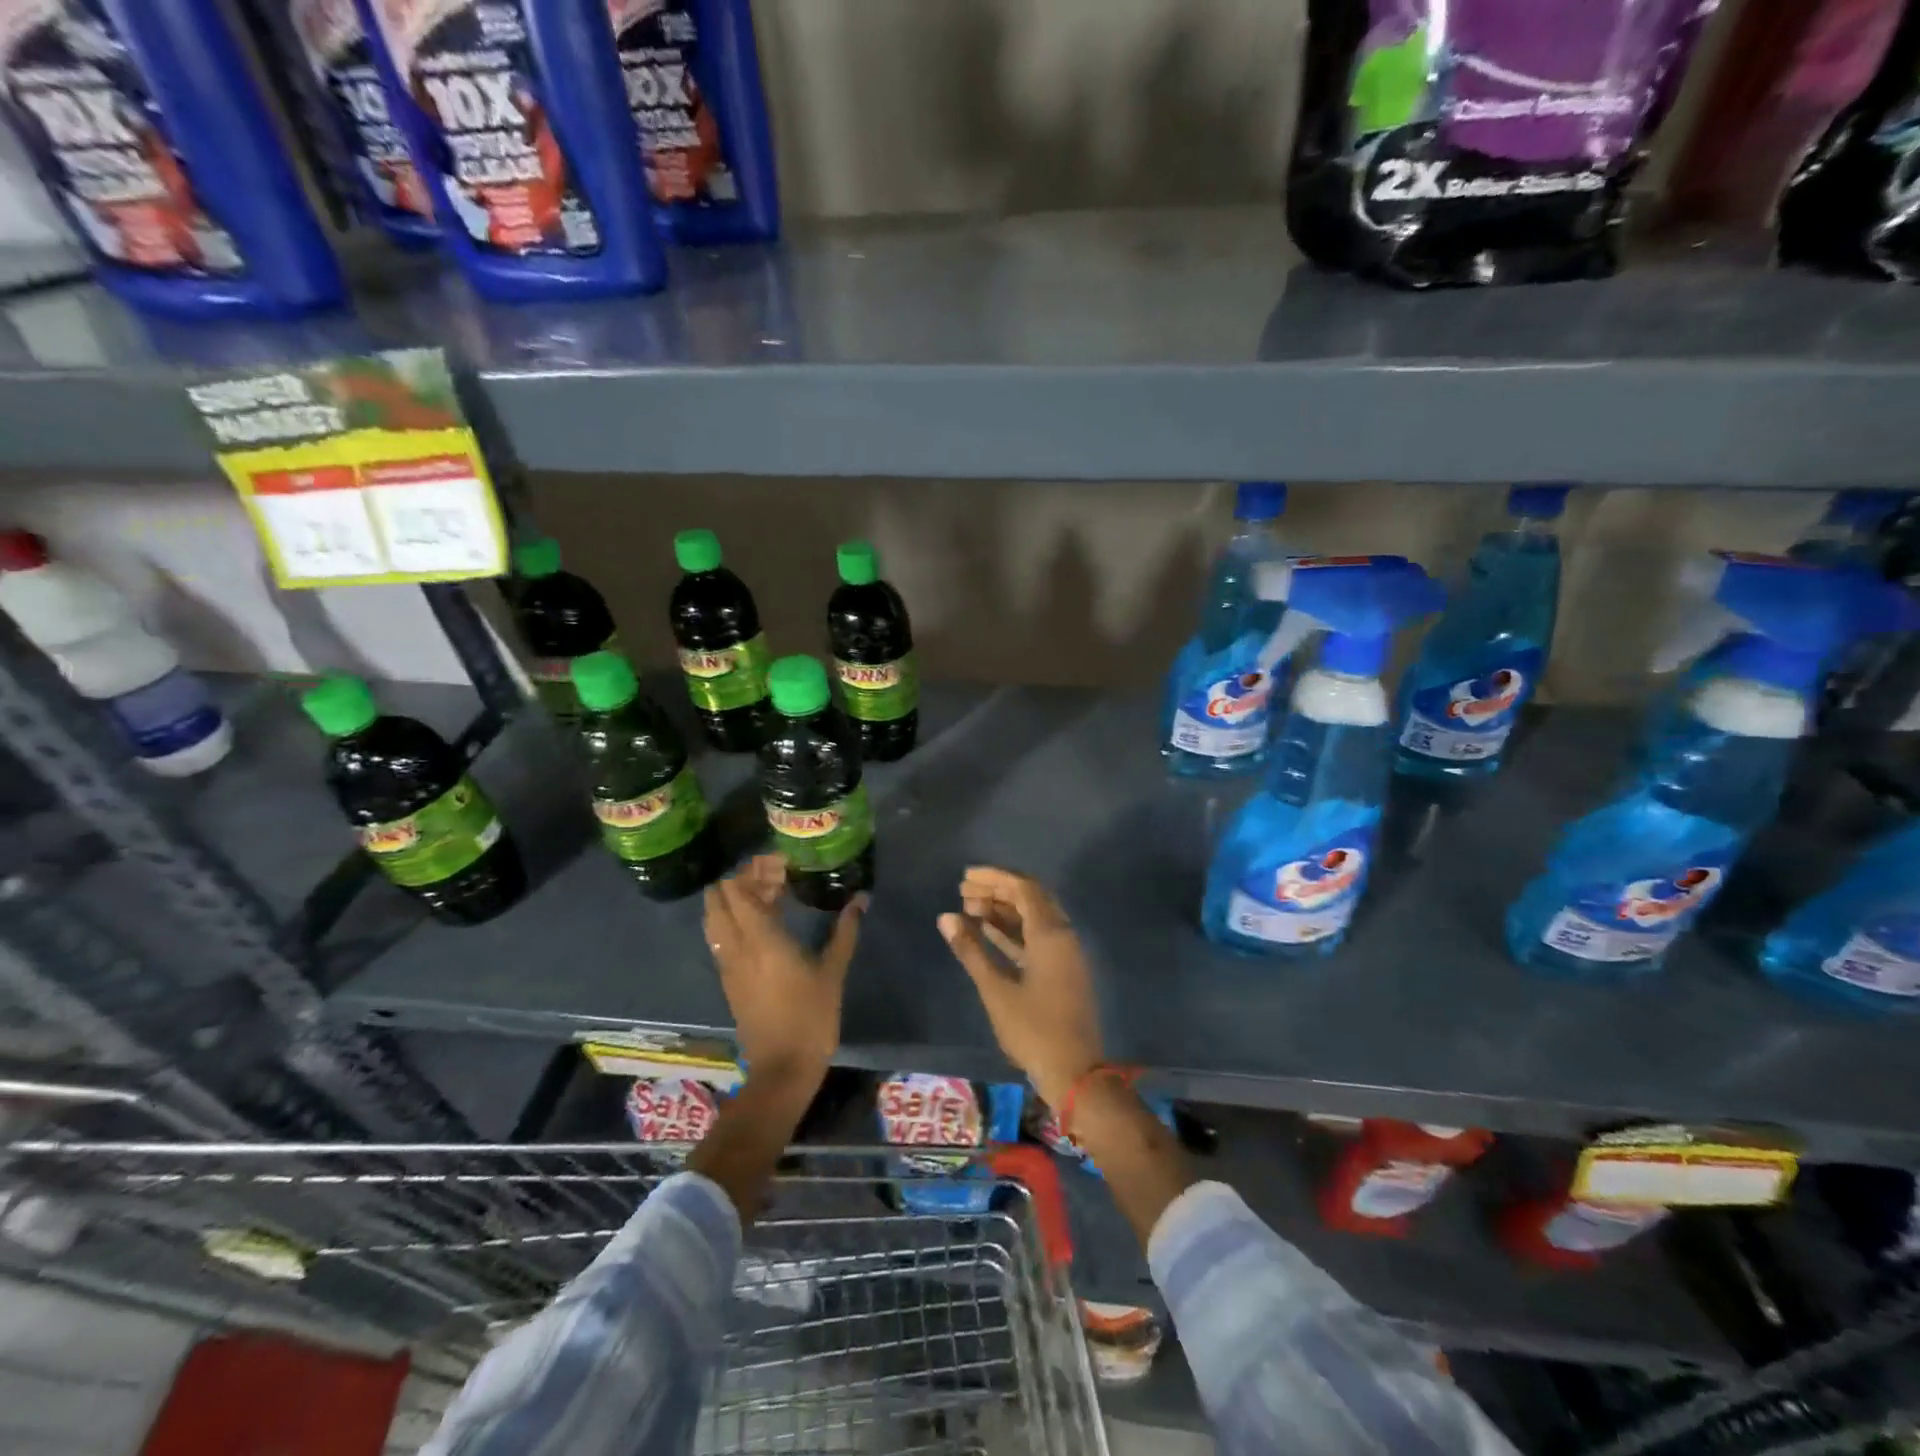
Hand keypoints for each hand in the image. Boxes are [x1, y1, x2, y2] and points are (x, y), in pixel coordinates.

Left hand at [703, 855, 863, 1091]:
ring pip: (715, 919)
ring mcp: (728, 965)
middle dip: (740, 881)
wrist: (782, 1069)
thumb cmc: (811, 1018)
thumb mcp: (833, 972)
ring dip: (734, 901)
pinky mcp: (729, 980)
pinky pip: (721, 938)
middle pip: (718, 899)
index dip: (753, 870)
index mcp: (761, 939)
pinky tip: (763, 924)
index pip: (738, 890)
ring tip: (768, 897)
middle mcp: (736, 947)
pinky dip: (734, 921)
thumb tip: (861, 899)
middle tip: (774, 877)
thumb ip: (845, 932)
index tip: (780, 862)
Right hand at [937, 867, 1104, 1107]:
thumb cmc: (1033, 1030)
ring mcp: (1065, 953)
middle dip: (997, 890)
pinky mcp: (1062, 969)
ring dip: (1004, 909)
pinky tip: (987, 930)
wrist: (1075, 1072)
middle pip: (1030, 898)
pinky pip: (1037, 936)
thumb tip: (946, 917)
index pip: (1023, 888)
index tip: (965, 877)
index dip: (994, 878)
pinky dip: (1013, 929)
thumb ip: (971, 950)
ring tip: (969, 908)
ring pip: (1033, 917)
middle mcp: (1062, 935)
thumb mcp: (996, 990)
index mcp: (1051, 934)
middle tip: (963, 891)